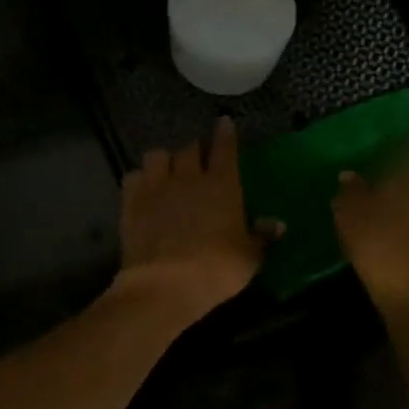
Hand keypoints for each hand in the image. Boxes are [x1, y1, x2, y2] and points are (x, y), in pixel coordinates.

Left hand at [114, 119, 272, 321]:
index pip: (225, 149)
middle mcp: (188, 178)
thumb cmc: (216, 270)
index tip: (224, 123)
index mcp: (222, 186)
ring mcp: (156, 188)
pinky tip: (143, 189)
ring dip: (164, 160)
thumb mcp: (248, 258)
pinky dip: (139, 179)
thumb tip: (278, 224)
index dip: (225, 134)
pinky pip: (133, 177)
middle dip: (195, 150)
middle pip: (189, 149)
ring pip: (157, 155)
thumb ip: (262, 237)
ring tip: (167, 171)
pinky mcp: (131, 203)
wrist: (164, 284)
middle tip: (198, 159)